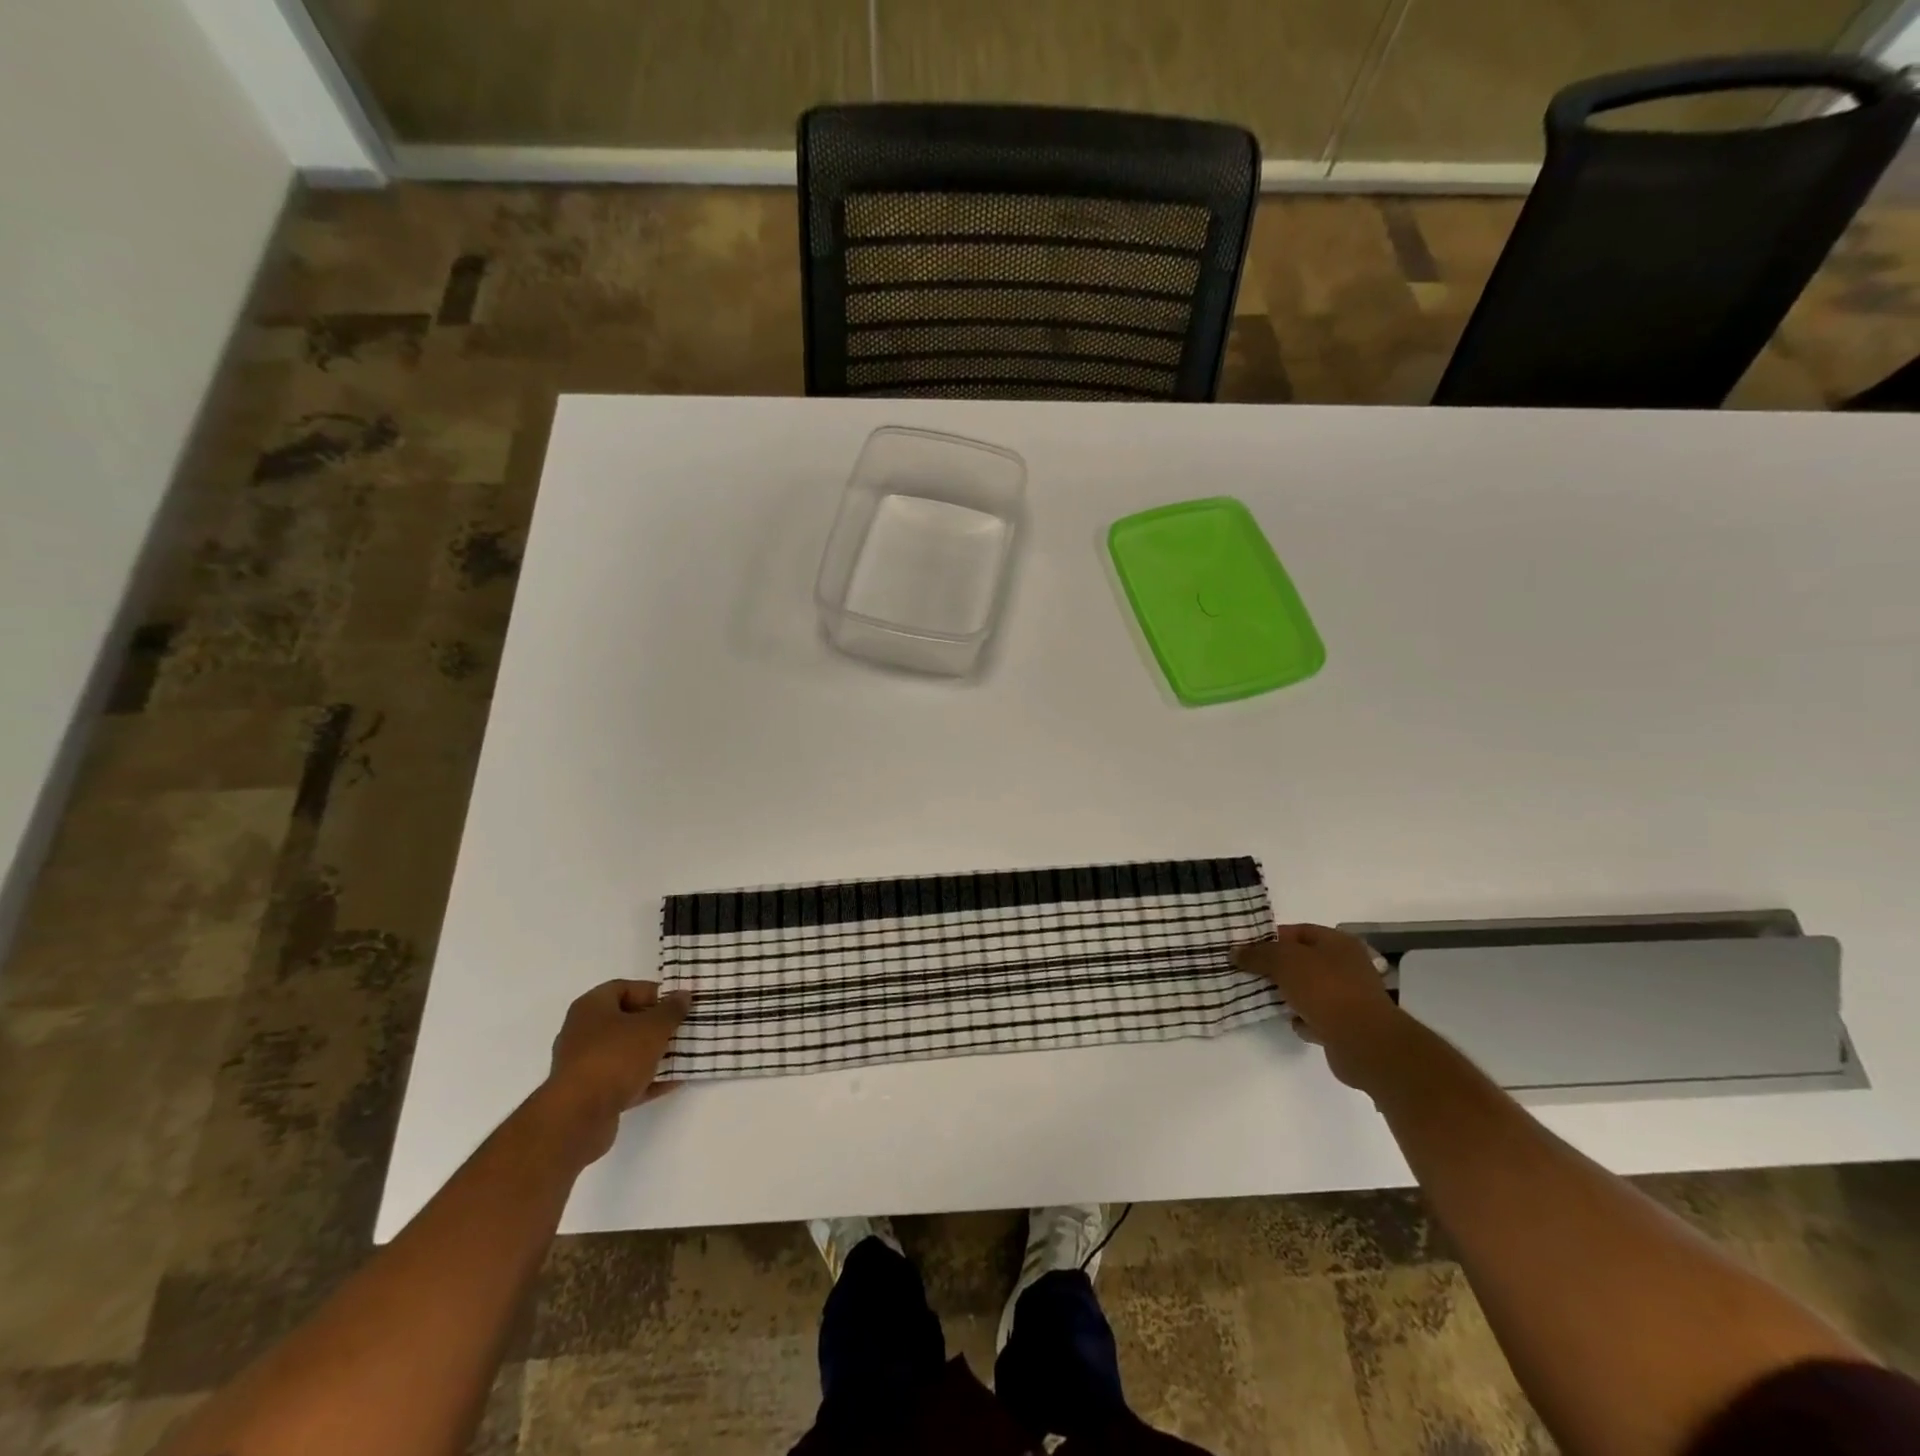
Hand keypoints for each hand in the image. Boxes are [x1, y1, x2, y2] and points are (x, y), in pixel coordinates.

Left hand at [544, 980, 691, 1160]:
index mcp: (591, 1008)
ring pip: (625, 1052)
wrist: (578, 1117)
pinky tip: (673, 1081)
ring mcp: (584, 1065)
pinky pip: (623, 1080)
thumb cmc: (615, 1058)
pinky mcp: (589, 1095)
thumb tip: (682, 996)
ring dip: (653, 1053)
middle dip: (656, 1025)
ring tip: (683, 1054)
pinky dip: (646, 1079)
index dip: (652, 993)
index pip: (624, 988)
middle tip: (682, 1028)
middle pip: (625, 1021)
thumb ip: (671, 1010)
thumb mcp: (653, 1027)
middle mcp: (582, 1032)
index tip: (676, 1004)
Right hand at [1232, 925, 1406, 1091]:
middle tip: (1249, 972)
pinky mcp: (1347, 1025)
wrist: (1364, 1042)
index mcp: (1338, 943)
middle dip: (1277, 967)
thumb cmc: (1325, 990)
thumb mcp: (1284, 962)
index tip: (1247, 948)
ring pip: (1309, 989)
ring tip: (1262, 997)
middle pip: (1303, 961)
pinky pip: (1317, 1016)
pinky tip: (1291, 1022)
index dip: (1271, 937)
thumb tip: (1236, 952)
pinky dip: (1303, 1019)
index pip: (1299, 931)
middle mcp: (1347, 966)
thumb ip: (1258, 954)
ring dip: (1288, 994)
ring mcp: (1349, 996)